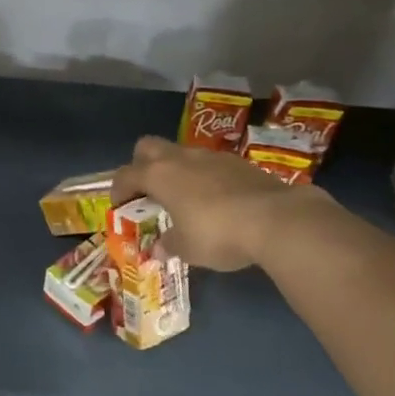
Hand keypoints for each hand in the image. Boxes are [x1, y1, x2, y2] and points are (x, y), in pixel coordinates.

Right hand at [110, 136, 328, 270]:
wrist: (276, 218)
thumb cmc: (217, 233)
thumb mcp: (186, 248)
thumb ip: (168, 244)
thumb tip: (158, 248)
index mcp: (159, 175)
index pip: (126, 174)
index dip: (118, 189)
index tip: (120, 205)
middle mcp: (181, 158)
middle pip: (148, 147)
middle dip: (142, 165)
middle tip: (148, 190)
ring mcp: (211, 156)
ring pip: (181, 153)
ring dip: (176, 170)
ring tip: (184, 198)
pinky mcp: (238, 162)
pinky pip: (210, 164)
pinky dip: (204, 177)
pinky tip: (215, 200)